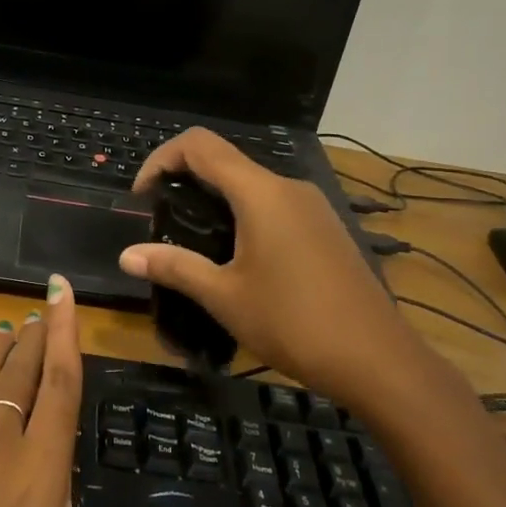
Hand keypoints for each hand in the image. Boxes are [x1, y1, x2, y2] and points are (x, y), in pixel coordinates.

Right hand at [119, 128, 443, 411]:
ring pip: (251, 185)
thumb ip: (174, 267)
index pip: (199, 145)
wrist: (378, 361)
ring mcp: (313, 207)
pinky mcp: (326, 228)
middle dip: (185, 183)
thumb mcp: (224, 297)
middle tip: (163, 223)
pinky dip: (244, 216)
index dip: (161, 159)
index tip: (142, 197)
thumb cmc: (294, 324)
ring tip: (195, 245)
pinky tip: (239, 260)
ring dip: (215, 202)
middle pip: (225, 162)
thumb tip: (126, 256)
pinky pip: (274, 206)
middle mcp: (288, 187)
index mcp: (260, 193)